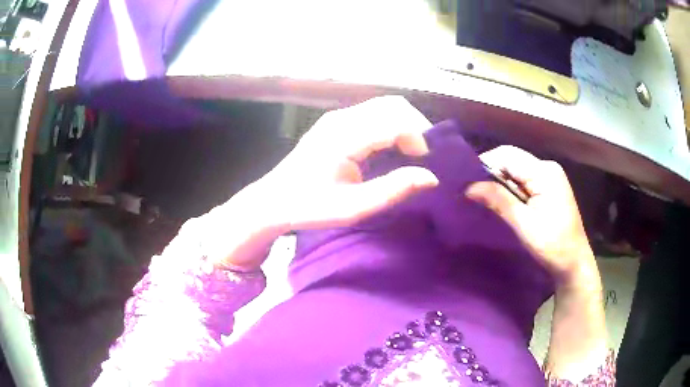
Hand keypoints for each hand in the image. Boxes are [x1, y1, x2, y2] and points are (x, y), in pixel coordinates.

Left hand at [263, 96, 438, 229]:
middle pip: (392, 105)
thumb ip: (392, 190)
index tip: (424, 162)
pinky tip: (391, 147)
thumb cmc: (310, 207)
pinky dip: (391, 125)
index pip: (394, 120)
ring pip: (384, 106)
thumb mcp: (353, 208)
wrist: (274, 200)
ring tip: (410, 153)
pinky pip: (373, 113)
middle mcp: (341, 119)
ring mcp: (337, 117)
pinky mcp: (336, 122)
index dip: (418, 137)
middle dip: (415, 126)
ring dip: (404, 124)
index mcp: (344, 137)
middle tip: (421, 157)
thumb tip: (431, 177)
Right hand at [465, 146, 596, 283]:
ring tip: (485, 199)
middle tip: (473, 193)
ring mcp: (550, 177)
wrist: (574, 263)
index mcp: (544, 172)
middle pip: (512, 160)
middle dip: (492, 174)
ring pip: (517, 170)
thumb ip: (498, 200)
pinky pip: (525, 180)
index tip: (466, 182)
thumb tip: (468, 187)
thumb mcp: (524, 224)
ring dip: (501, 182)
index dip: (485, 164)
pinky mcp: (550, 188)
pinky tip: (504, 203)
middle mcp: (547, 168)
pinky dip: (511, 189)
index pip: (507, 155)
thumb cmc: (553, 245)